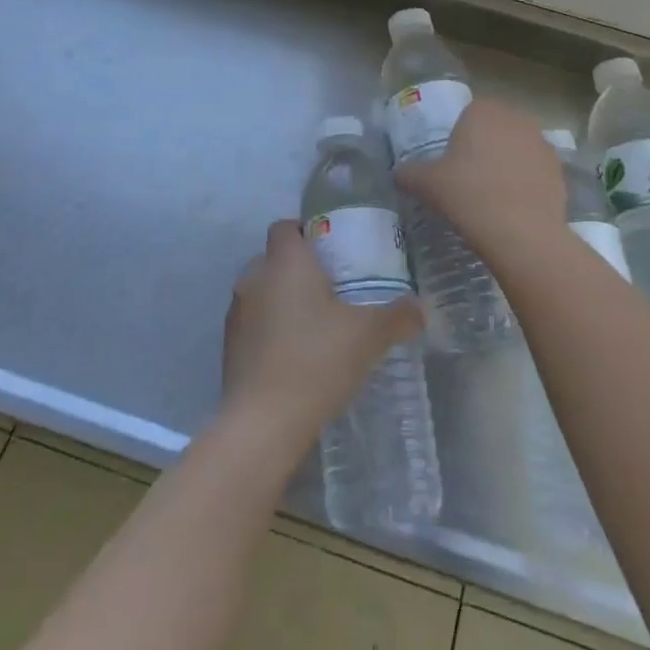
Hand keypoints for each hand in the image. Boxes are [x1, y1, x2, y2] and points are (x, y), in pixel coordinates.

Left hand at [222, 222, 422, 440]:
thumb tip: (421, 307)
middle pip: (274, 258)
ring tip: (315, 324)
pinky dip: (270, 329)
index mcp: (285, 262)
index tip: (332, 251)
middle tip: (331, 289)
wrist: (263, 422)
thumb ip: (398, 315)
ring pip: (261, 291)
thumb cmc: (317, 360)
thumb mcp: (369, 335)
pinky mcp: (228, 346)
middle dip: (298, 269)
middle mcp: (254, 277)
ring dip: (282, 300)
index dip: (306, 232)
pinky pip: (252, 323)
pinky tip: (295, 354)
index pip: (285, 226)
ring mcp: (236, 312)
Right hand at [393, 98, 565, 261]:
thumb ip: (408, 173)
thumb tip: (398, 174)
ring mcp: (543, 143)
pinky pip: (536, 172)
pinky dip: (526, 185)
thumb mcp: (426, 184)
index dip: (459, 138)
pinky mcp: (560, 171)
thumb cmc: (467, 194)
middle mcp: (517, 118)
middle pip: (496, 130)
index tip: (452, 164)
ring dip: (508, 165)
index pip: (469, 114)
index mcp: (483, 111)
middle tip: (469, 180)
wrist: (520, 231)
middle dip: (486, 148)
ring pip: (518, 150)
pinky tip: (514, 209)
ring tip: (492, 197)